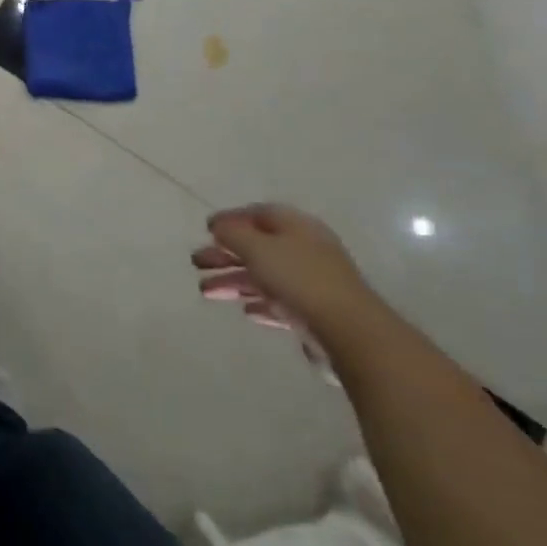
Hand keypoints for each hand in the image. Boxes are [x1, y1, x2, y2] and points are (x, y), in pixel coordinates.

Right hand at [191, 203, 377, 345]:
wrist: (349, 332)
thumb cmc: (299, 279)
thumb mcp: (257, 247)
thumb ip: (233, 234)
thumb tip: (218, 226)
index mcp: (296, 227)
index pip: (259, 214)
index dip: (231, 219)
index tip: (206, 230)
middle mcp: (305, 250)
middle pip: (258, 246)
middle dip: (225, 254)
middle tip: (197, 262)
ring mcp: (312, 282)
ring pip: (265, 276)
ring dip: (234, 281)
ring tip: (205, 291)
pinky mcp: (314, 313)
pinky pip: (279, 302)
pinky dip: (259, 303)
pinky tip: (245, 311)